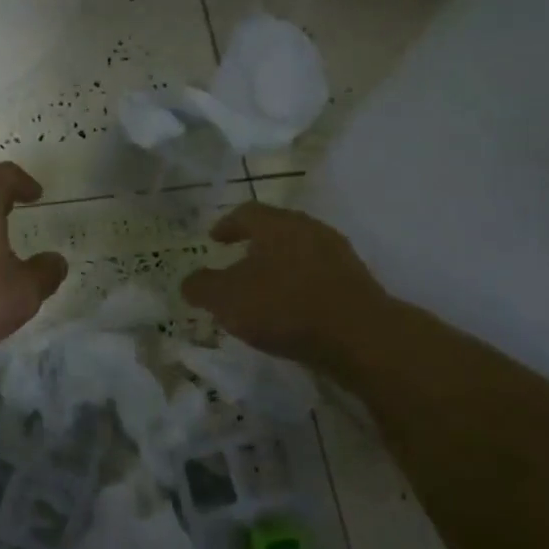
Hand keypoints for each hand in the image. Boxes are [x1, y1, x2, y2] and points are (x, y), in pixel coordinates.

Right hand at [181, 203, 386, 374]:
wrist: (359, 336)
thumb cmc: (284, 307)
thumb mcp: (227, 299)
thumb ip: (202, 287)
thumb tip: (189, 282)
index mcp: (277, 224)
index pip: (246, 213)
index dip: (227, 225)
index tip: (214, 239)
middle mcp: (309, 229)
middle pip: (276, 230)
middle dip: (254, 245)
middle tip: (236, 262)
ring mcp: (337, 255)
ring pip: (299, 252)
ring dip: (278, 266)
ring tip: (262, 290)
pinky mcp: (355, 282)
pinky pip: (317, 275)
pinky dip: (299, 286)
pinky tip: (291, 309)